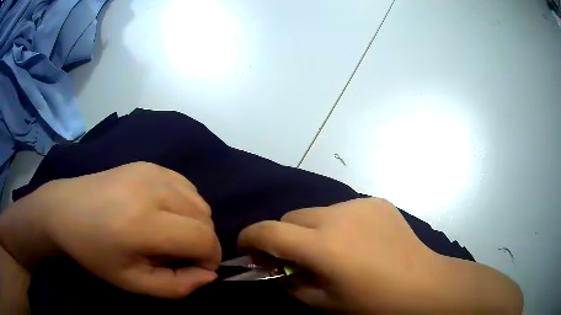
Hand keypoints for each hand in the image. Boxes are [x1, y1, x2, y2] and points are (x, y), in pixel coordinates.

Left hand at [0, 162, 220, 298]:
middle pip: (205, 217)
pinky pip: (185, 186)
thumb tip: (209, 275)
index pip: (202, 238)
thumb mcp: (133, 282)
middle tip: (179, 256)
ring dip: (196, 223)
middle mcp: (152, 188)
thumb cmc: (94, 253)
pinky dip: (186, 205)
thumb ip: (177, 286)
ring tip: (171, 235)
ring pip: (199, 201)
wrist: (65, 210)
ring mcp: (151, 171)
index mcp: (143, 222)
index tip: (196, 270)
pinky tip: (165, 215)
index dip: (209, 259)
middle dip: (203, 243)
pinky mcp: (148, 164)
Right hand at [238, 198, 522, 313]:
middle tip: (292, 257)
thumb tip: (276, 267)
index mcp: (322, 245)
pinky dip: (337, 225)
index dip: (249, 237)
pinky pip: (343, 210)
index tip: (246, 247)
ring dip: (311, 230)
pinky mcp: (375, 202)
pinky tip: (356, 242)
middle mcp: (337, 216)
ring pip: (316, 212)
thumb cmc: (371, 303)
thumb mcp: (322, 303)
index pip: (267, 231)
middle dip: (282, 235)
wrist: (421, 284)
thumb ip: (291, 282)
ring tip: (330, 251)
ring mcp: (359, 204)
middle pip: (291, 216)